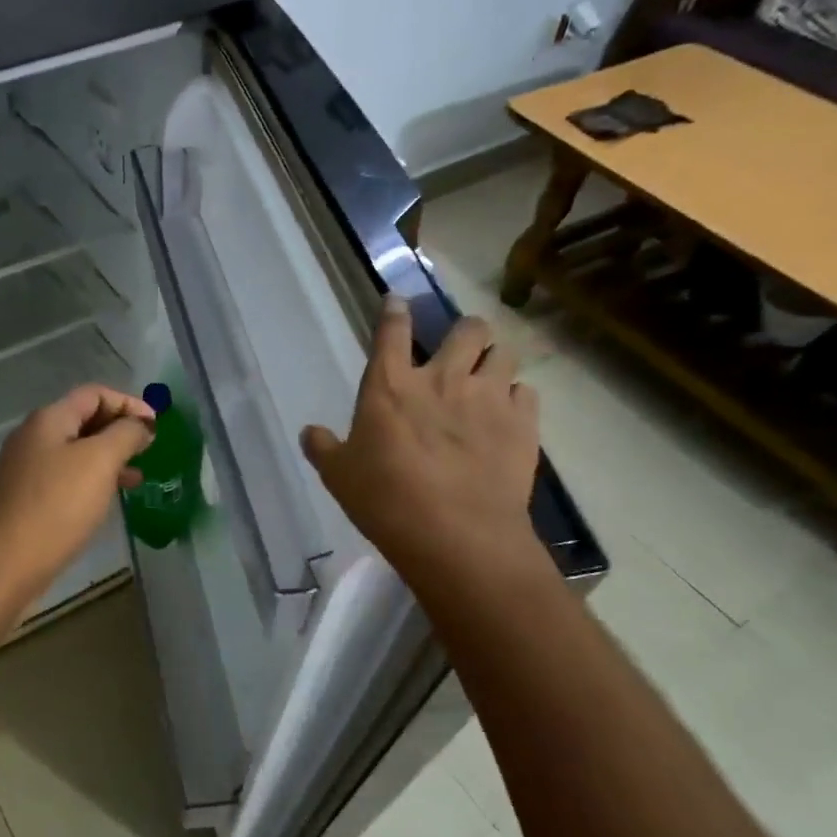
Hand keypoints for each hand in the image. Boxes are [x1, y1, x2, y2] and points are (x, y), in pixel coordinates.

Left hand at [0, 384, 155, 603]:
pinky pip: (67, 477)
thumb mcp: (100, 461)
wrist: (5, 563)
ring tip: (137, 478)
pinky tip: (108, 500)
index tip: (156, 427)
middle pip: (84, 419)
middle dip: (119, 430)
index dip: (128, 403)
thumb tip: (141, 424)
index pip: (94, 394)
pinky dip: (92, 480)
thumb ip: (125, 434)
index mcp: (48, 419)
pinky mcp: (27, 498)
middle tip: (149, 450)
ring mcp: (26, 468)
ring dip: (109, 458)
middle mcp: (33, 437)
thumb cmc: (57, 505)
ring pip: (76, 451)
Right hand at [301, 299, 545, 585]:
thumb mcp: (339, 476)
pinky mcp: (523, 423)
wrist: (456, 535)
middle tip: (460, 349)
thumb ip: (322, 448)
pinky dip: (517, 397)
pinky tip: (508, 415)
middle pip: (467, 329)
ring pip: (504, 352)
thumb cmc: (386, 500)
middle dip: (465, 331)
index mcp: (390, 385)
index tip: (398, 301)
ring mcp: (488, 397)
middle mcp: (443, 378)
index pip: (391, 331)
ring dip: (495, 359)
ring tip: (489, 377)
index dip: (394, 311)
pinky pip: (527, 392)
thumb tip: (309, 433)